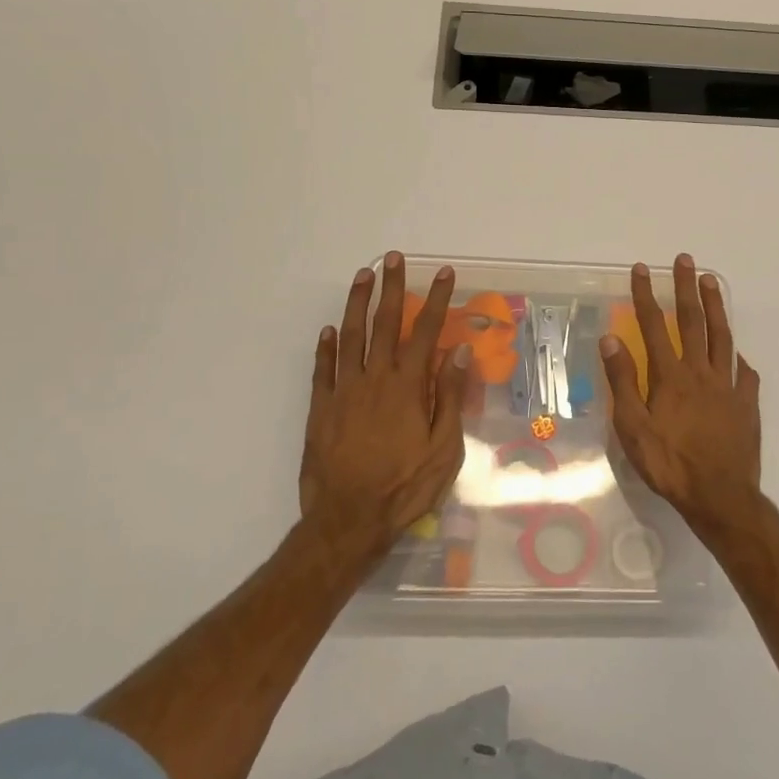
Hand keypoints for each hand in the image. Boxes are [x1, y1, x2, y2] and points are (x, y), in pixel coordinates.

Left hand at [299, 252, 469, 558]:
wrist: (347, 520)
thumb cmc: (404, 487)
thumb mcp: (443, 449)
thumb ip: (449, 397)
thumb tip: (458, 353)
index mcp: (407, 387)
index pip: (425, 332)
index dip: (436, 300)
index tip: (443, 274)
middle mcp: (374, 379)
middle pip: (384, 323)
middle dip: (392, 288)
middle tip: (394, 258)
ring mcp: (343, 392)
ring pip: (350, 337)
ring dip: (357, 304)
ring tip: (363, 276)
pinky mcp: (320, 409)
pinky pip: (322, 369)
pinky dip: (326, 346)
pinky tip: (329, 329)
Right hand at [599, 254, 761, 526]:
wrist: (720, 496)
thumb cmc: (669, 464)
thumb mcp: (633, 427)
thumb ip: (623, 381)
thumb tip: (610, 339)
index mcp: (671, 376)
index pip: (654, 326)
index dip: (646, 295)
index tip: (642, 269)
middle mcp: (701, 371)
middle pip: (693, 321)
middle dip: (686, 288)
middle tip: (685, 259)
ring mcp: (728, 386)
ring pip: (722, 337)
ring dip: (715, 307)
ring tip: (711, 281)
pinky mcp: (747, 404)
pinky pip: (745, 374)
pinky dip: (740, 360)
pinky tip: (739, 356)